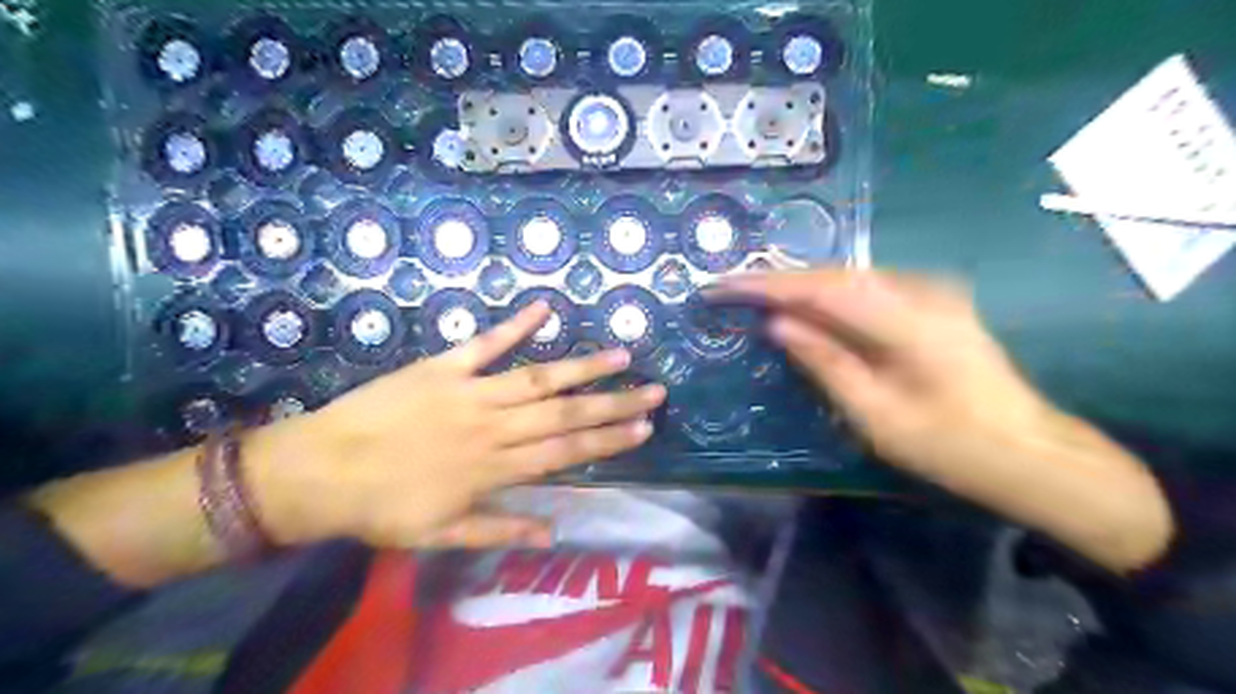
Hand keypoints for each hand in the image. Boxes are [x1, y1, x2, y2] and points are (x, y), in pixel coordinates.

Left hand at [244, 302, 665, 551]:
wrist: (318, 472)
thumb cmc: (381, 508)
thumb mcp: (441, 534)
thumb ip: (501, 530)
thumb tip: (554, 532)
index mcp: (495, 468)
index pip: (566, 452)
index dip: (608, 440)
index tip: (644, 429)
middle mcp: (493, 427)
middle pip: (564, 413)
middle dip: (614, 403)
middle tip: (653, 391)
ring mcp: (469, 392)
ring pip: (537, 378)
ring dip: (582, 367)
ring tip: (621, 355)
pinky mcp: (442, 366)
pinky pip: (484, 343)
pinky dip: (514, 325)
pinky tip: (543, 307)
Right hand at [721, 267, 1169, 571]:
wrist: (1030, 452)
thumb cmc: (950, 445)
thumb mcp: (875, 414)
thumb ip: (823, 361)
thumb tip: (776, 323)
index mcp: (906, 320)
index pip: (820, 288)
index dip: (766, 285)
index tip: (721, 285)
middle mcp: (920, 290)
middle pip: (833, 275)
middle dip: (778, 281)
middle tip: (731, 290)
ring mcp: (931, 292)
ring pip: (848, 279)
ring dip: (801, 287)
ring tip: (756, 297)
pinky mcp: (932, 302)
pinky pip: (866, 290)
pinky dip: (828, 297)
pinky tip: (806, 309)